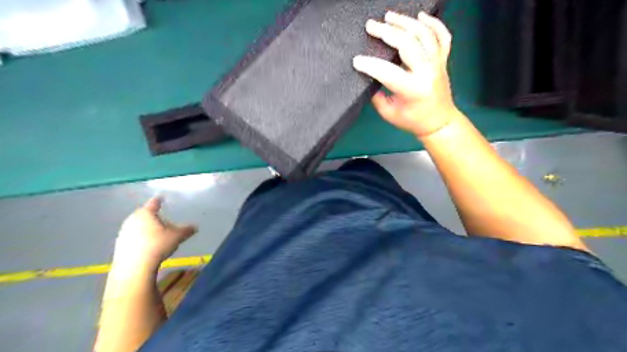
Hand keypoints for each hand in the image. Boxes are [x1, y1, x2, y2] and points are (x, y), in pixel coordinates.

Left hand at [114, 197, 196, 266]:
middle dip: (154, 217)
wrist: (134, 267)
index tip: (161, 197)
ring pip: (138, 226)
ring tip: (157, 235)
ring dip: (146, 228)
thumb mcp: (177, 237)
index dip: (159, 200)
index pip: (154, 203)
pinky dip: (140, 238)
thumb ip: (186, 230)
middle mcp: (133, 219)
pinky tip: (148, 246)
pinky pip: (133, 237)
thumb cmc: (157, 245)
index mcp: (146, 213)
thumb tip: (195, 227)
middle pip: (145, 214)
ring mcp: (124, 231)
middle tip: (164, 221)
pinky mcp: (119, 244)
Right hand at [351, 11, 456, 137]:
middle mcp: (427, 72)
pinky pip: (443, 36)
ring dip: (406, 22)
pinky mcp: (443, 60)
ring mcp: (438, 63)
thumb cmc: (413, 121)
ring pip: (424, 34)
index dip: (370, 65)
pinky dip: (433, 23)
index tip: (357, 60)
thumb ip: (377, 96)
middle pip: (408, 43)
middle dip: (386, 32)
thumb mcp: (389, 114)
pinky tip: (421, 15)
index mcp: (412, 90)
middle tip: (371, 26)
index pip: (387, 72)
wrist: (439, 122)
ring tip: (389, 16)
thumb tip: (368, 78)